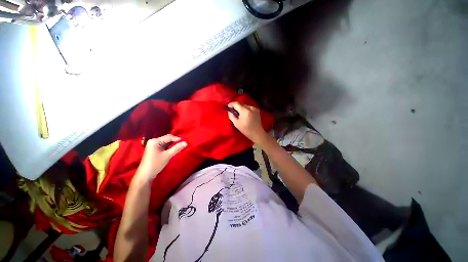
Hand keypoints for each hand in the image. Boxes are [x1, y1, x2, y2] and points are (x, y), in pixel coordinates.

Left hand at [135, 134, 187, 182]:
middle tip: (183, 143)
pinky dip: (169, 147)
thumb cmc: (155, 164)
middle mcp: (153, 141)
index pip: (168, 137)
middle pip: (167, 139)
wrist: (145, 175)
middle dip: (175, 141)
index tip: (185, 141)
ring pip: (166, 142)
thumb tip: (186, 142)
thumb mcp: (167, 155)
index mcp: (155, 141)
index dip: (177, 139)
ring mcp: (153, 146)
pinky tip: (174, 149)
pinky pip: (164, 146)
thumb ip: (177, 148)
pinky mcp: (155, 150)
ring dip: (173, 144)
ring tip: (180, 146)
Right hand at [227, 102, 266, 143]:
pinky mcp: (257, 110)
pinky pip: (249, 107)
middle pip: (241, 103)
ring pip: (245, 105)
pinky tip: (245, 115)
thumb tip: (229, 111)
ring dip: (241, 108)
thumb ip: (231, 116)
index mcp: (245, 111)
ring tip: (239, 114)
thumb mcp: (236, 124)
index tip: (228, 107)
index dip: (231, 104)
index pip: (236, 103)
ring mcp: (255, 108)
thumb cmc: (246, 130)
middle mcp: (251, 108)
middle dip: (236, 106)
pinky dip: (245, 109)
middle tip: (233, 111)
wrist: (257, 133)